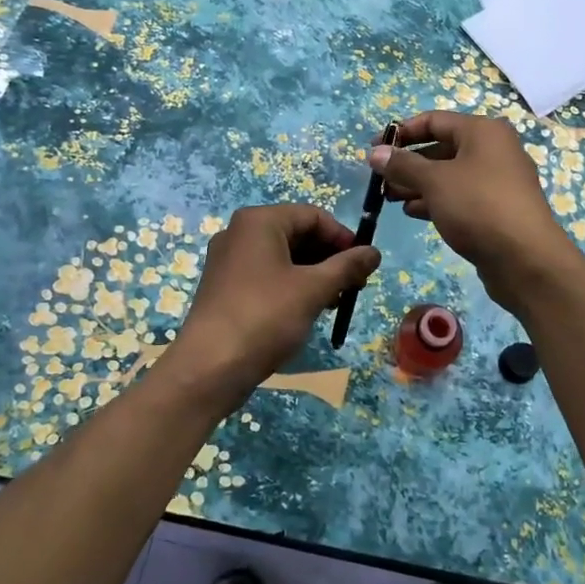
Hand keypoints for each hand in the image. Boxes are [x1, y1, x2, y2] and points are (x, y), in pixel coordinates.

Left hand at [167, 204, 379, 414]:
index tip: (363, 265)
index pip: (313, 216)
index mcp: (259, 221)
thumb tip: (374, 252)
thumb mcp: (313, 289)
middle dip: (329, 257)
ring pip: (283, 256)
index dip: (343, 238)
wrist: (209, 367)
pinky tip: (308, 309)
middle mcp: (240, 232)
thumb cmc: (265, 317)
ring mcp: (229, 260)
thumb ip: (347, 267)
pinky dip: (291, 285)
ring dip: (314, 274)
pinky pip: (267, 274)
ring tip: (335, 301)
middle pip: (297, 234)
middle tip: (354, 286)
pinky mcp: (225, 286)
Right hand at [370, 112, 583, 309]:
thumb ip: (403, 164)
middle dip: (408, 163)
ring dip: (418, 184)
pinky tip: (413, 212)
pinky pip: (460, 197)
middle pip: (441, 148)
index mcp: (483, 131)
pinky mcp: (497, 209)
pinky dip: (436, 200)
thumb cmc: (478, 206)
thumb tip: (376, 152)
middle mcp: (493, 150)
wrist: (526, 259)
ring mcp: (498, 181)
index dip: (401, 132)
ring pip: (449, 175)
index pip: (434, 120)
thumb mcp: (435, 181)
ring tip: (390, 199)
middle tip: (379, 180)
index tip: (373, 149)